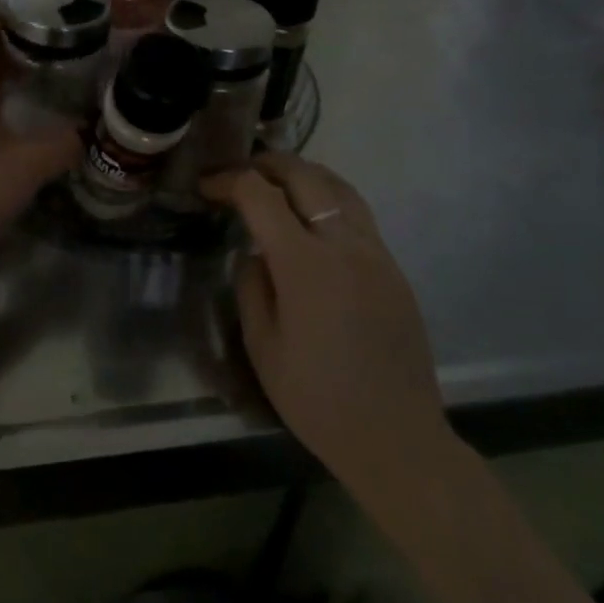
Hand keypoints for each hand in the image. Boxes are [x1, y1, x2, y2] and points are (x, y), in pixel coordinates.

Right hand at [203, 152, 452, 505]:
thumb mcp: (262, 346)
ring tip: (276, 181)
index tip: (207, 186)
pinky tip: (312, 219)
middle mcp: (344, 246)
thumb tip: (256, 255)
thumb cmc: (317, 398)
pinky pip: (358, 215)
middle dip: (267, 164)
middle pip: (306, 176)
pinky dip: (329, 199)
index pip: (261, 195)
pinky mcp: (394, 270)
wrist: (396, 438)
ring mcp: (376, 254)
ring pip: (340, 188)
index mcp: (305, 264)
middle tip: (239, 173)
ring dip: (304, 174)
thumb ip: (251, 287)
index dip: (229, 181)